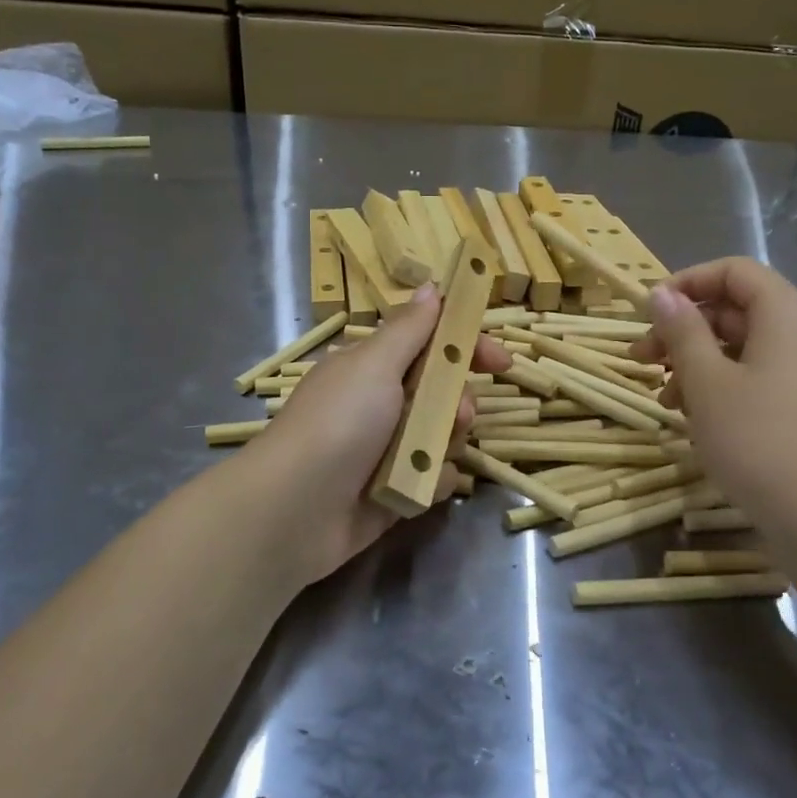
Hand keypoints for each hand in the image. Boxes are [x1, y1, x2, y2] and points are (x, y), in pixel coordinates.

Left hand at [246, 284, 511, 585]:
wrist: (295, 509)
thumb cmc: (338, 423)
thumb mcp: (374, 365)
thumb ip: (409, 329)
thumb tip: (429, 287)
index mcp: (372, 368)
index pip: (430, 346)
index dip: (467, 348)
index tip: (501, 361)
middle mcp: (381, 405)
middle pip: (443, 393)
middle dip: (458, 402)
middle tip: (457, 413)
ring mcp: (387, 449)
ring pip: (444, 436)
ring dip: (447, 442)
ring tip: (430, 454)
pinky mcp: (395, 490)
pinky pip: (434, 477)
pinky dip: (434, 480)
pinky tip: (423, 485)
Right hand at [634, 259, 796, 531]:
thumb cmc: (756, 437)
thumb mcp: (706, 381)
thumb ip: (682, 331)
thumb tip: (662, 293)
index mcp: (784, 313)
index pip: (733, 271)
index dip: (687, 283)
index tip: (648, 312)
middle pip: (733, 310)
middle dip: (682, 331)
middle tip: (641, 360)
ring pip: (739, 348)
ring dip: (694, 364)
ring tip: (664, 399)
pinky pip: (754, 377)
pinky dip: (718, 387)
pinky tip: (691, 418)